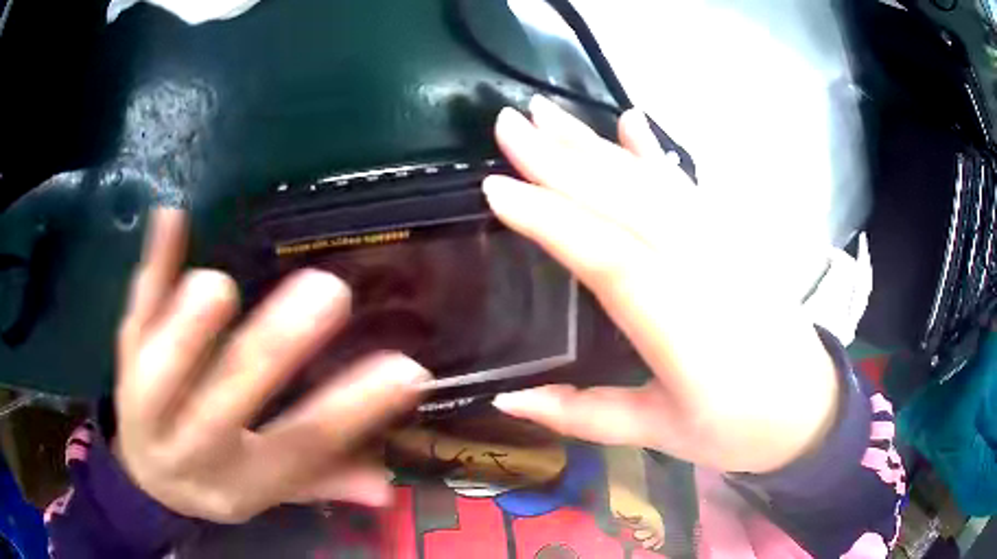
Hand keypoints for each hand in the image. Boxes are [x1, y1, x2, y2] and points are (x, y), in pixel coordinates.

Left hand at [115, 209, 428, 522]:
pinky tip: (171, 217)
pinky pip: (135, 310)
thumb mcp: (266, 494)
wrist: (144, 477)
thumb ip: (322, 483)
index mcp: (237, 483)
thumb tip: (388, 484)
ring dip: (189, 325)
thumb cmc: (213, 480)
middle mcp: (189, 449)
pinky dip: (152, 266)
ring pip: (162, 365)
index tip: (406, 370)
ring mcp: (145, 402)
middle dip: (271, 350)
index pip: (297, 450)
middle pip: (224, 403)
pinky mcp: (124, 356)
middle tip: (326, 294)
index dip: (349, 413)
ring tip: (222, 286)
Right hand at [487, 96, 838, 473]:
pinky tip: (631, 121)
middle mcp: (703, 269)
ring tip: (545, 112)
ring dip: (594, 144)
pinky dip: (654, 152)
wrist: (808, 408)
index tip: (496, 187)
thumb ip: (583, 415)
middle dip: (560, 158)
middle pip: (625, 202)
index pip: (607, 259)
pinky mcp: (733, 237)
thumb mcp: (660, 433)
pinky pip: (685, 186)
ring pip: (650, 183)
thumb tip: (506, 400)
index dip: (551, 220)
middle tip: (507, 122)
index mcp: (682, 327)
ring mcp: (722, 244)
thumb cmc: (736, 429)